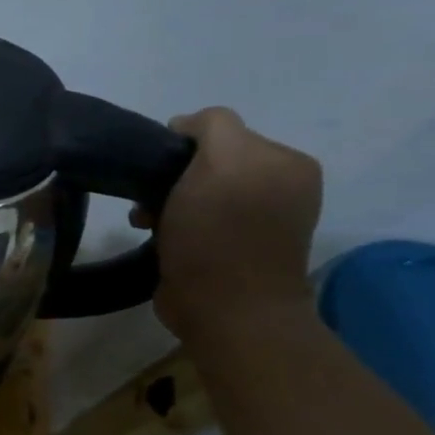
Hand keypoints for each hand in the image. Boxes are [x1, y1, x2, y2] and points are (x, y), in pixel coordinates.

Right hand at [143, 107, 322, 340]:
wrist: (225, 309)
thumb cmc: (219, 233)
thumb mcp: (220, 161)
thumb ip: (211, 126)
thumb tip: (186, 126)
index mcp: (287, 161)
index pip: (222, 129)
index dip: (184, 144)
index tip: (159, 170)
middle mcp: (280, 186)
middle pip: (208, 161)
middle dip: (173, 175)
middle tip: (151, 200)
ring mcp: (259, 221)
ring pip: (198, 190)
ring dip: (167, 201)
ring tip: (147, 222)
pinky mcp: (234, 249)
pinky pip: (197, 219)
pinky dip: (173, 223)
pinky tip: (158, 236)